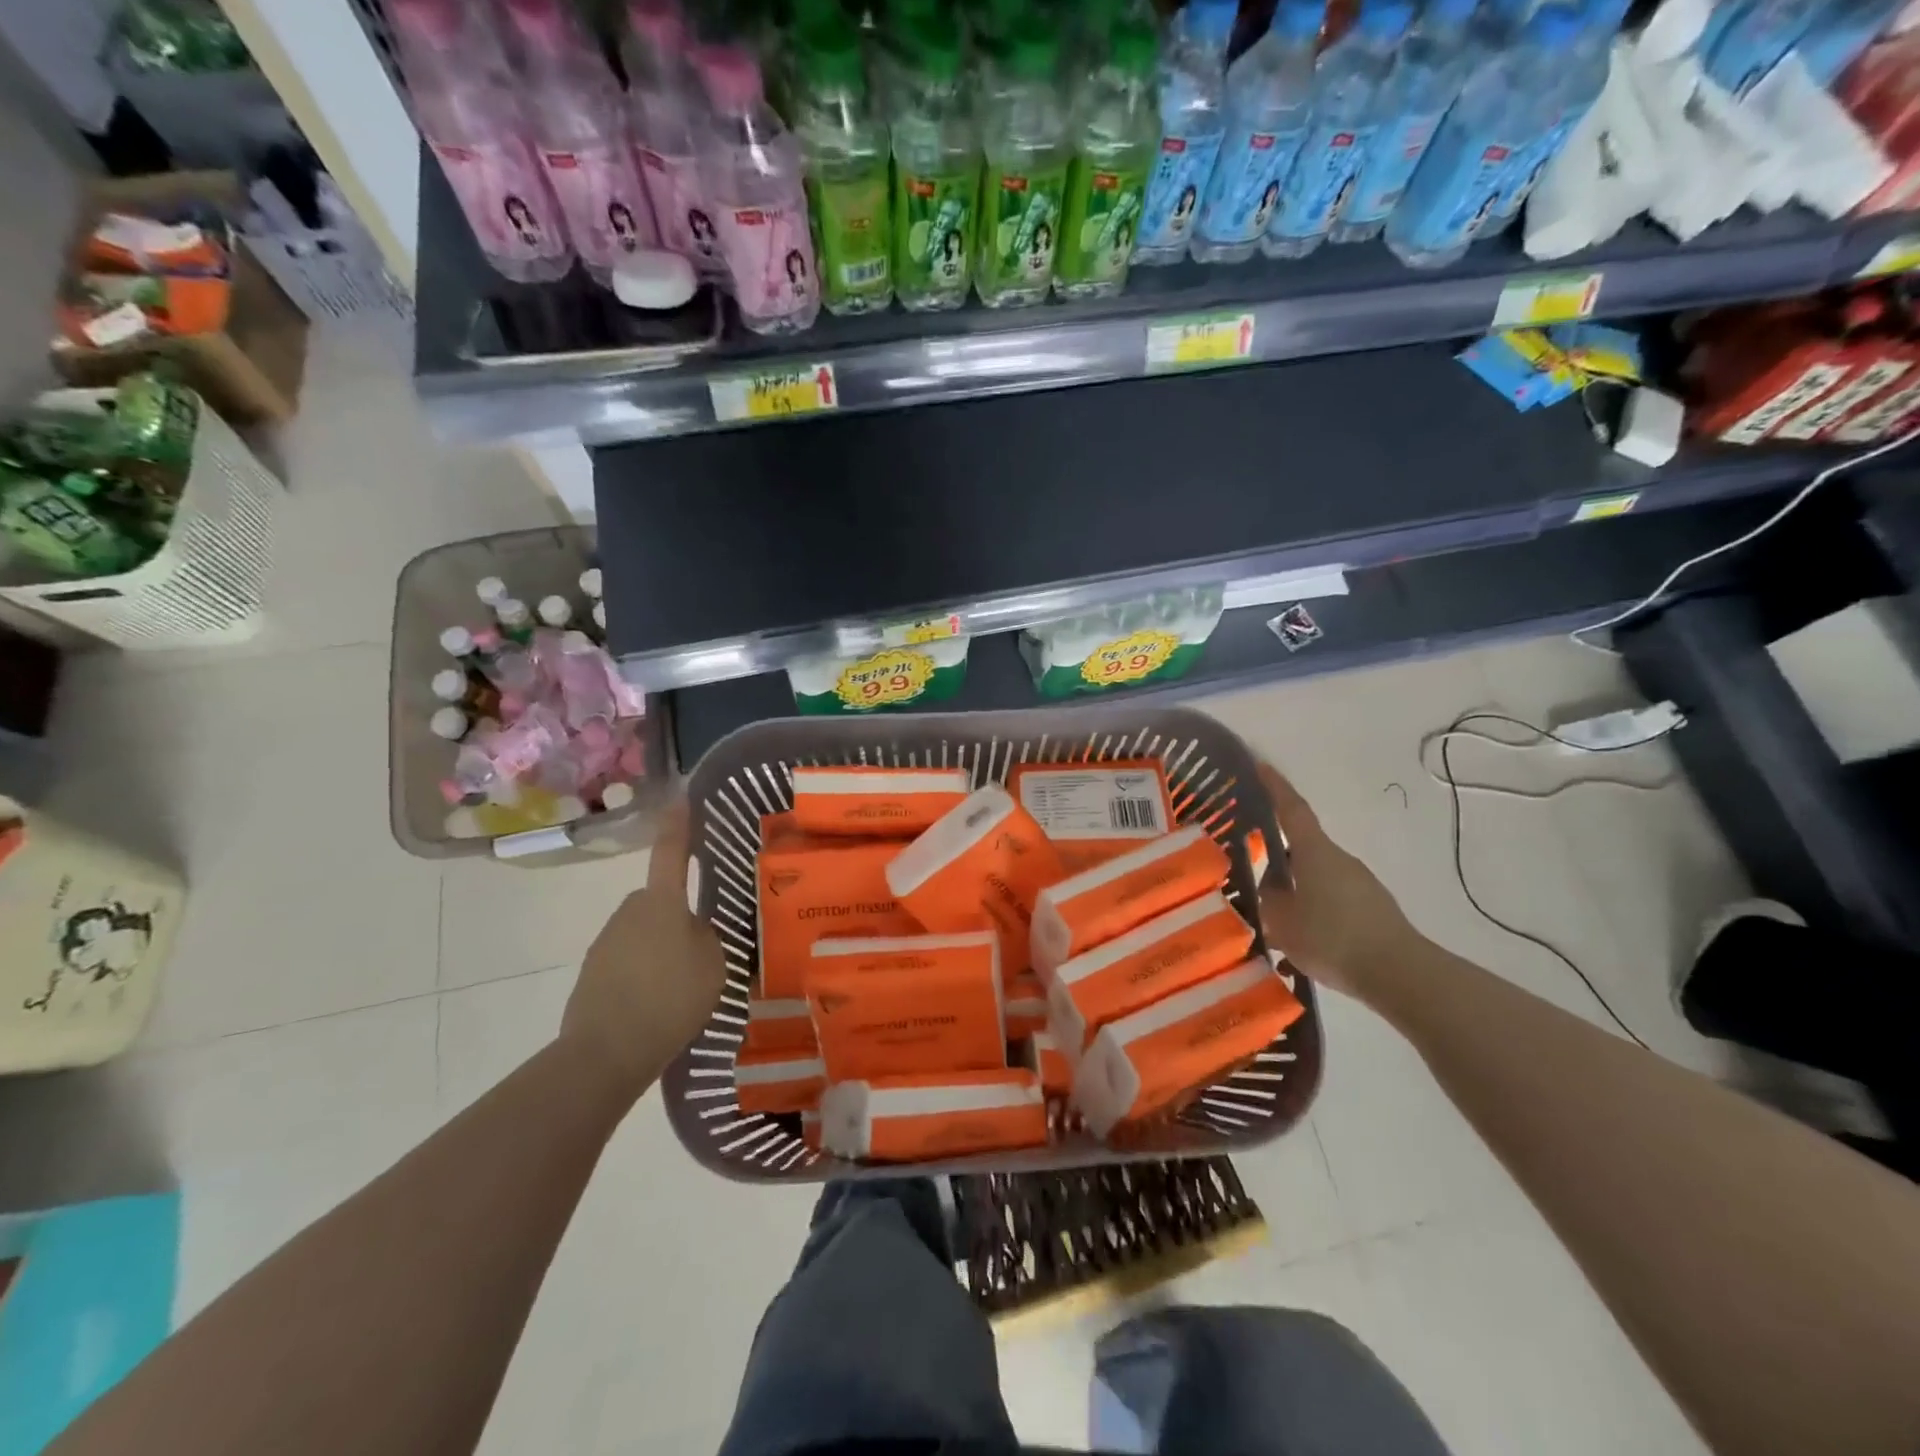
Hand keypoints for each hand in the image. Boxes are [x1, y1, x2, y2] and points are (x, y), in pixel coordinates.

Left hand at [562, 795, 726, 1100]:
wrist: (605, 1052)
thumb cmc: (671, 998)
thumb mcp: (714, 963)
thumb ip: (708, 936)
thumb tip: (696, 927)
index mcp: (662, 902)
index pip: (672, 852)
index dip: (680, 824)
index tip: (682, 797)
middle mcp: (630, 911)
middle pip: (660, 900)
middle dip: (677, 915)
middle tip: (703, 948)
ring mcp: (606, 942)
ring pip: (644, 932)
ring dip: (660, 947)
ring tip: (682, 986)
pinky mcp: (592, 972)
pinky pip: (628, 960)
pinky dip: (643, 973)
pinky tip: (657, 1004)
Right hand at [1255, 762, 1423, 1000]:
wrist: (1401, 974)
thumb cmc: (1334, 939)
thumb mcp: (1283, 922)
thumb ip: (1270, 900)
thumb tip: (1270, 886)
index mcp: (1315, 853)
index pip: (1292, 810)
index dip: (1275, 787)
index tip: (1260, 764)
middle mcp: (1340, 859)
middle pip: (1302, 849)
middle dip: (1278, 858)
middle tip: (1252, 871)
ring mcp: (1360, 884)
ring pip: (1316, 878)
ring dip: (1296, 892)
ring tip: (1274, 922)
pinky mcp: (1372, 909)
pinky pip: (1332, 901)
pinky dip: (1314, 913)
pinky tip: (1301, 944)